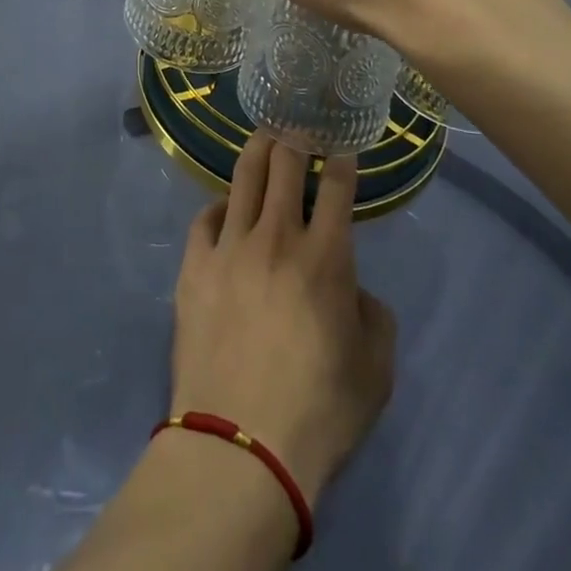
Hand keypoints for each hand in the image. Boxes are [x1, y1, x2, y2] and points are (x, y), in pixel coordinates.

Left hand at [168, 134, 395, 505]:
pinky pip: (205, 219)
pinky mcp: (195, 265)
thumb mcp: (375, 371)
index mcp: (326, 257)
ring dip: (256, 152)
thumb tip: (354, 291)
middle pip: (284, 166)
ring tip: (262, 138)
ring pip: (243, 179)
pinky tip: (224, 208)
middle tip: (296, 127)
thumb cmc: (318, 411)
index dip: (340, 161)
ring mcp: (230, 246)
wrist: (241, 443)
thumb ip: (373, 317)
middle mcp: (277, 237)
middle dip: (293, 139)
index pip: (336, 188)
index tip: (340, 148)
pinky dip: (219, 207)